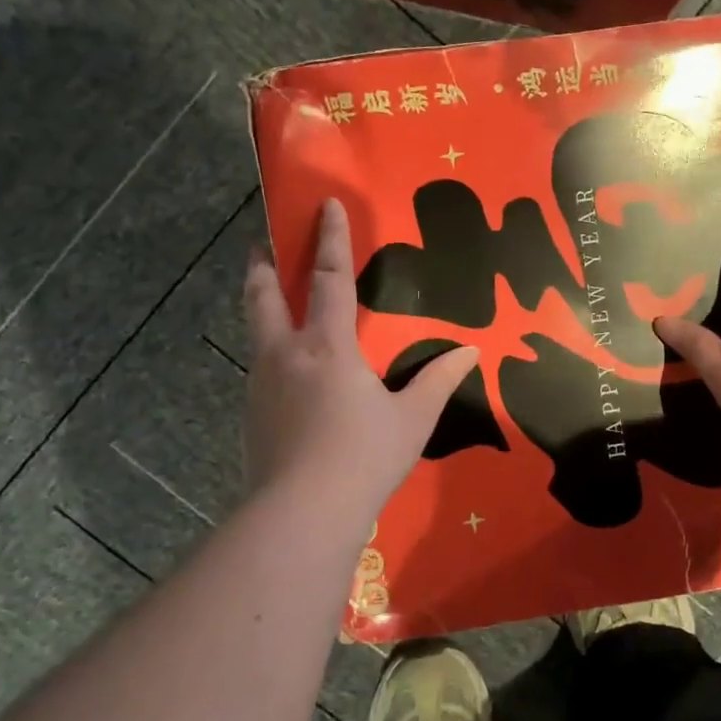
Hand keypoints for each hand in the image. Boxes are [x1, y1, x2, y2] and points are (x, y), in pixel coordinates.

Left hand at [244, 198, 477, 511]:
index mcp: (327, 346)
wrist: (301, 514)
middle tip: (263, 243)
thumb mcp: (412, 419)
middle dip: (263, 265)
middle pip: (263, 296)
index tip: (323, 205)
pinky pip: (260, 370)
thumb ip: (438, 380)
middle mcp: (286, 354)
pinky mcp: (251, 416)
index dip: (328, 239)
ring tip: (273, 305)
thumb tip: (470, 351)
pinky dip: (270, 355)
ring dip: (262, 308)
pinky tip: (287, 376)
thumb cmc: (364, 457)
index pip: (327, 278)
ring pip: (255, 332)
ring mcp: (261, 386)